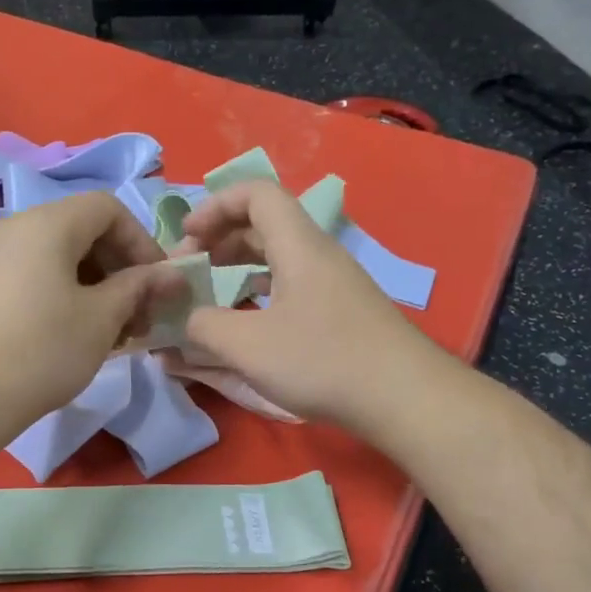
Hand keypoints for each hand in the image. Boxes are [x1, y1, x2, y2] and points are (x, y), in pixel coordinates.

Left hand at [0, 191, 177, 438]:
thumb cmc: (41, 352)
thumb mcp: (102, 319)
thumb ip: (141, 288)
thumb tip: (175, 275)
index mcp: (48, 223)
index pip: (109, 208)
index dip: (142, 242)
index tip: (158, 285)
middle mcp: (16, 228)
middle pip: (84, 231)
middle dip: (121, 269)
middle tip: (140, 315)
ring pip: (59, 257)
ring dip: (96, 287)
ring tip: (112, 333)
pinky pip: (34, 276)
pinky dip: (64, 295)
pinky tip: (75, 335)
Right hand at [180, 180, 441, 429]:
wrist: (405, 398)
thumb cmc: (323, 361)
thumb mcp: (249, 347)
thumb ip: (205, 327)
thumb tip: (185, 319)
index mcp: (298, 246)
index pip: (256, 193)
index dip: (215, 206)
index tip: (187, 239)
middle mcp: (318, 255)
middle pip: (264, 224)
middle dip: (220, 240)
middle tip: (191, 271)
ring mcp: (334, 284)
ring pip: (279, 257)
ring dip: (239, 267)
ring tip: (211, 294)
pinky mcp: (342, 313)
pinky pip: (292, 285)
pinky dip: (261, 292)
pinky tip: (247, 323)